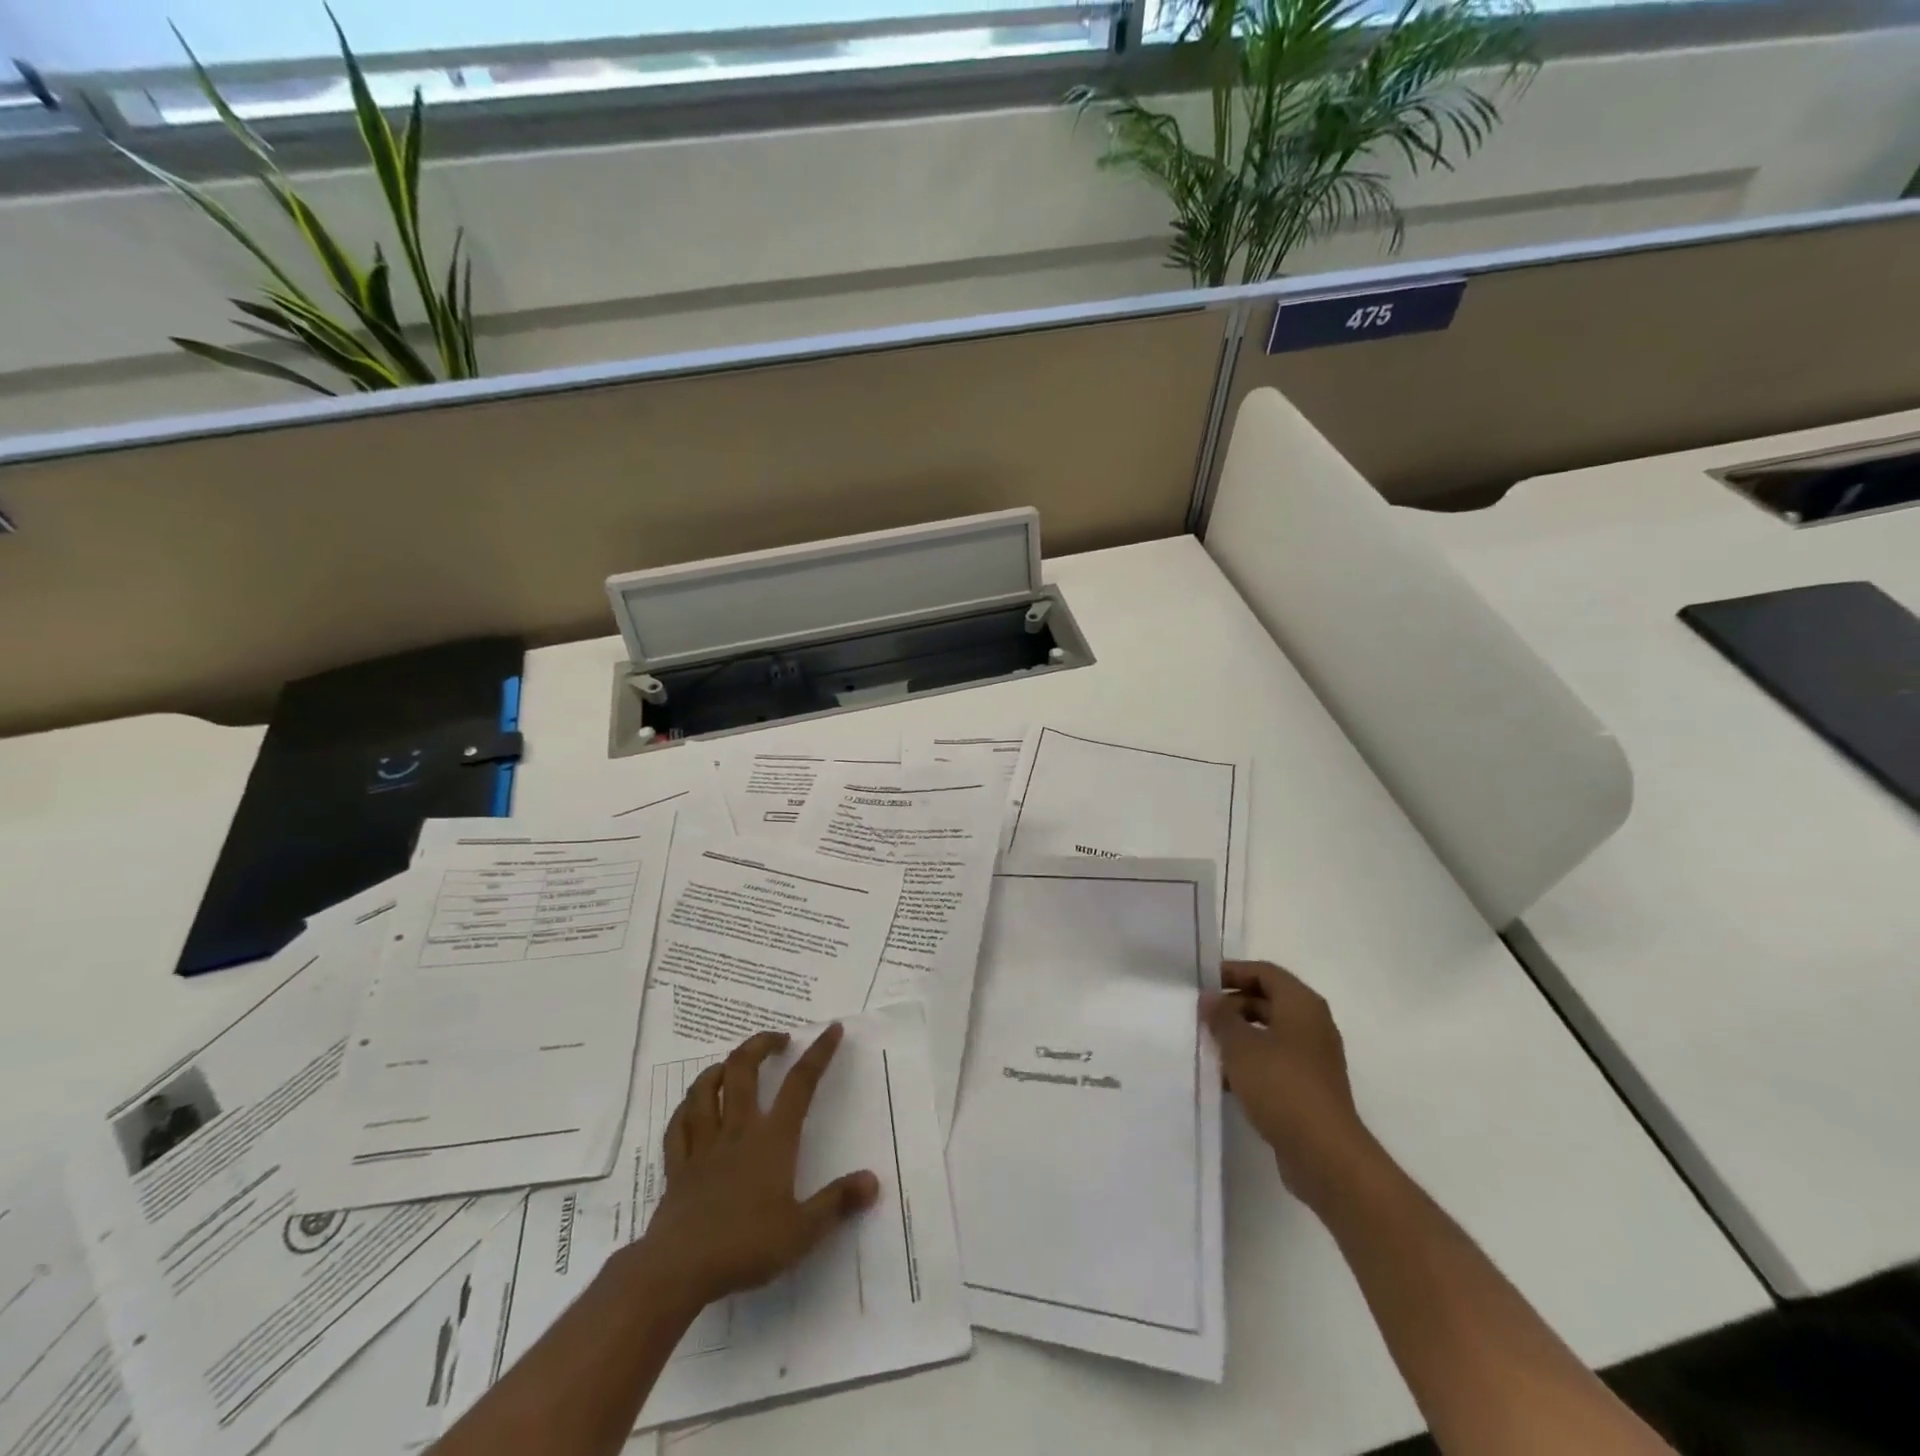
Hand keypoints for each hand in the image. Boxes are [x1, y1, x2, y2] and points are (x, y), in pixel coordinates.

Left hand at [639, 1023, 879, 1310]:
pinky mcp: (677, 1166)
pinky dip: (686, 1108)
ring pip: (705, 1089)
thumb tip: (872, 1181)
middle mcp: (737, 1130)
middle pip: (744, 1069)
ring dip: (720, 1068)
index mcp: (772, 1139)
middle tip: (779, 1040)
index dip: (818, 1053)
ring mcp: (703, 1145)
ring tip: (732, 1064)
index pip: (800, 1084)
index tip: (831, 1029)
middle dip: (761, 1044)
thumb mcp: (802, 1231)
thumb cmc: (746, 1246)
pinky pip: (678, 1125)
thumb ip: (837, 1202)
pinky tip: (691, 1106)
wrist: (679, 1270)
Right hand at [1202, 960, 1377, 1209]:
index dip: (1232, 972)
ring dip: (1239, 1036)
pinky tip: (1225, 1079)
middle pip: (1267, 1001)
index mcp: (1302, 1005)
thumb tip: (1210, 999)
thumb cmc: (1281, 1086)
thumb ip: (1222, 1017)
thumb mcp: (1241, 1046)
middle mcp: (1312, 1025)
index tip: (1202, 983)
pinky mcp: (1309, 1088)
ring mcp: (1313, 1059)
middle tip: (1200, 1016)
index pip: (1264, 972)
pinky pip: (1274, 1062)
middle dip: (1232, 1005)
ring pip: (1269, 1033)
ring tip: (1207, 1046)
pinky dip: (1250, 1063)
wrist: (1325, 1154)